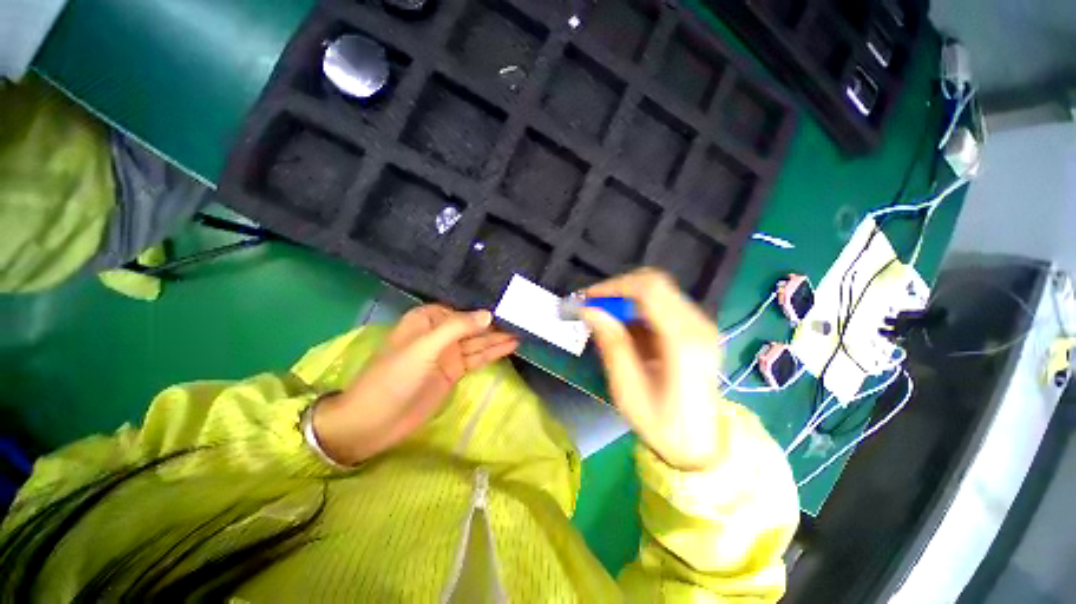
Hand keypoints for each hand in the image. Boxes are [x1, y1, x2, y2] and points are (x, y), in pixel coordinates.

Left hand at [313, 305, 518, 465]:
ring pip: (478, 342)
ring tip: (523, 332)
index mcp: (427, 319)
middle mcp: (440, 333)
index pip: (462, 309)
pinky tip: (510, 346)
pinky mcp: (454, 371)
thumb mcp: (424, 347)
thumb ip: (457, 328)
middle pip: (472, 325)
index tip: (509, 305)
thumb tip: (488, 314)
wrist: (375, 421)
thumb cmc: (394, 377)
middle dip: (495, 324)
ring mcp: (448, 353)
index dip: (484, 308)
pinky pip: (477, 358)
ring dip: (498, 338)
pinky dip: (493, 353)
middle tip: (523, 319)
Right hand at [580, 268, 723, 470]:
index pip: (648, 290)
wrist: (700, 445)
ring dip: (627, 298)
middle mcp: (699, 325)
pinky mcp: (698, 329)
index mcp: (684, 342)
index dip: (613, 287)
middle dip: (618, 289)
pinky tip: (625, 327)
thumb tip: (589, 309)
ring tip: (604, 318)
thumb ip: (611, 343)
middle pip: (655, 283)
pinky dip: (638, 308)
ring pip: (658, 290)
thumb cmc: (661, 423)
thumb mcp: (628, 388)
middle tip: (593, 306)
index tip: (587, 298)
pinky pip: (664, 304)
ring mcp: (702, 325)